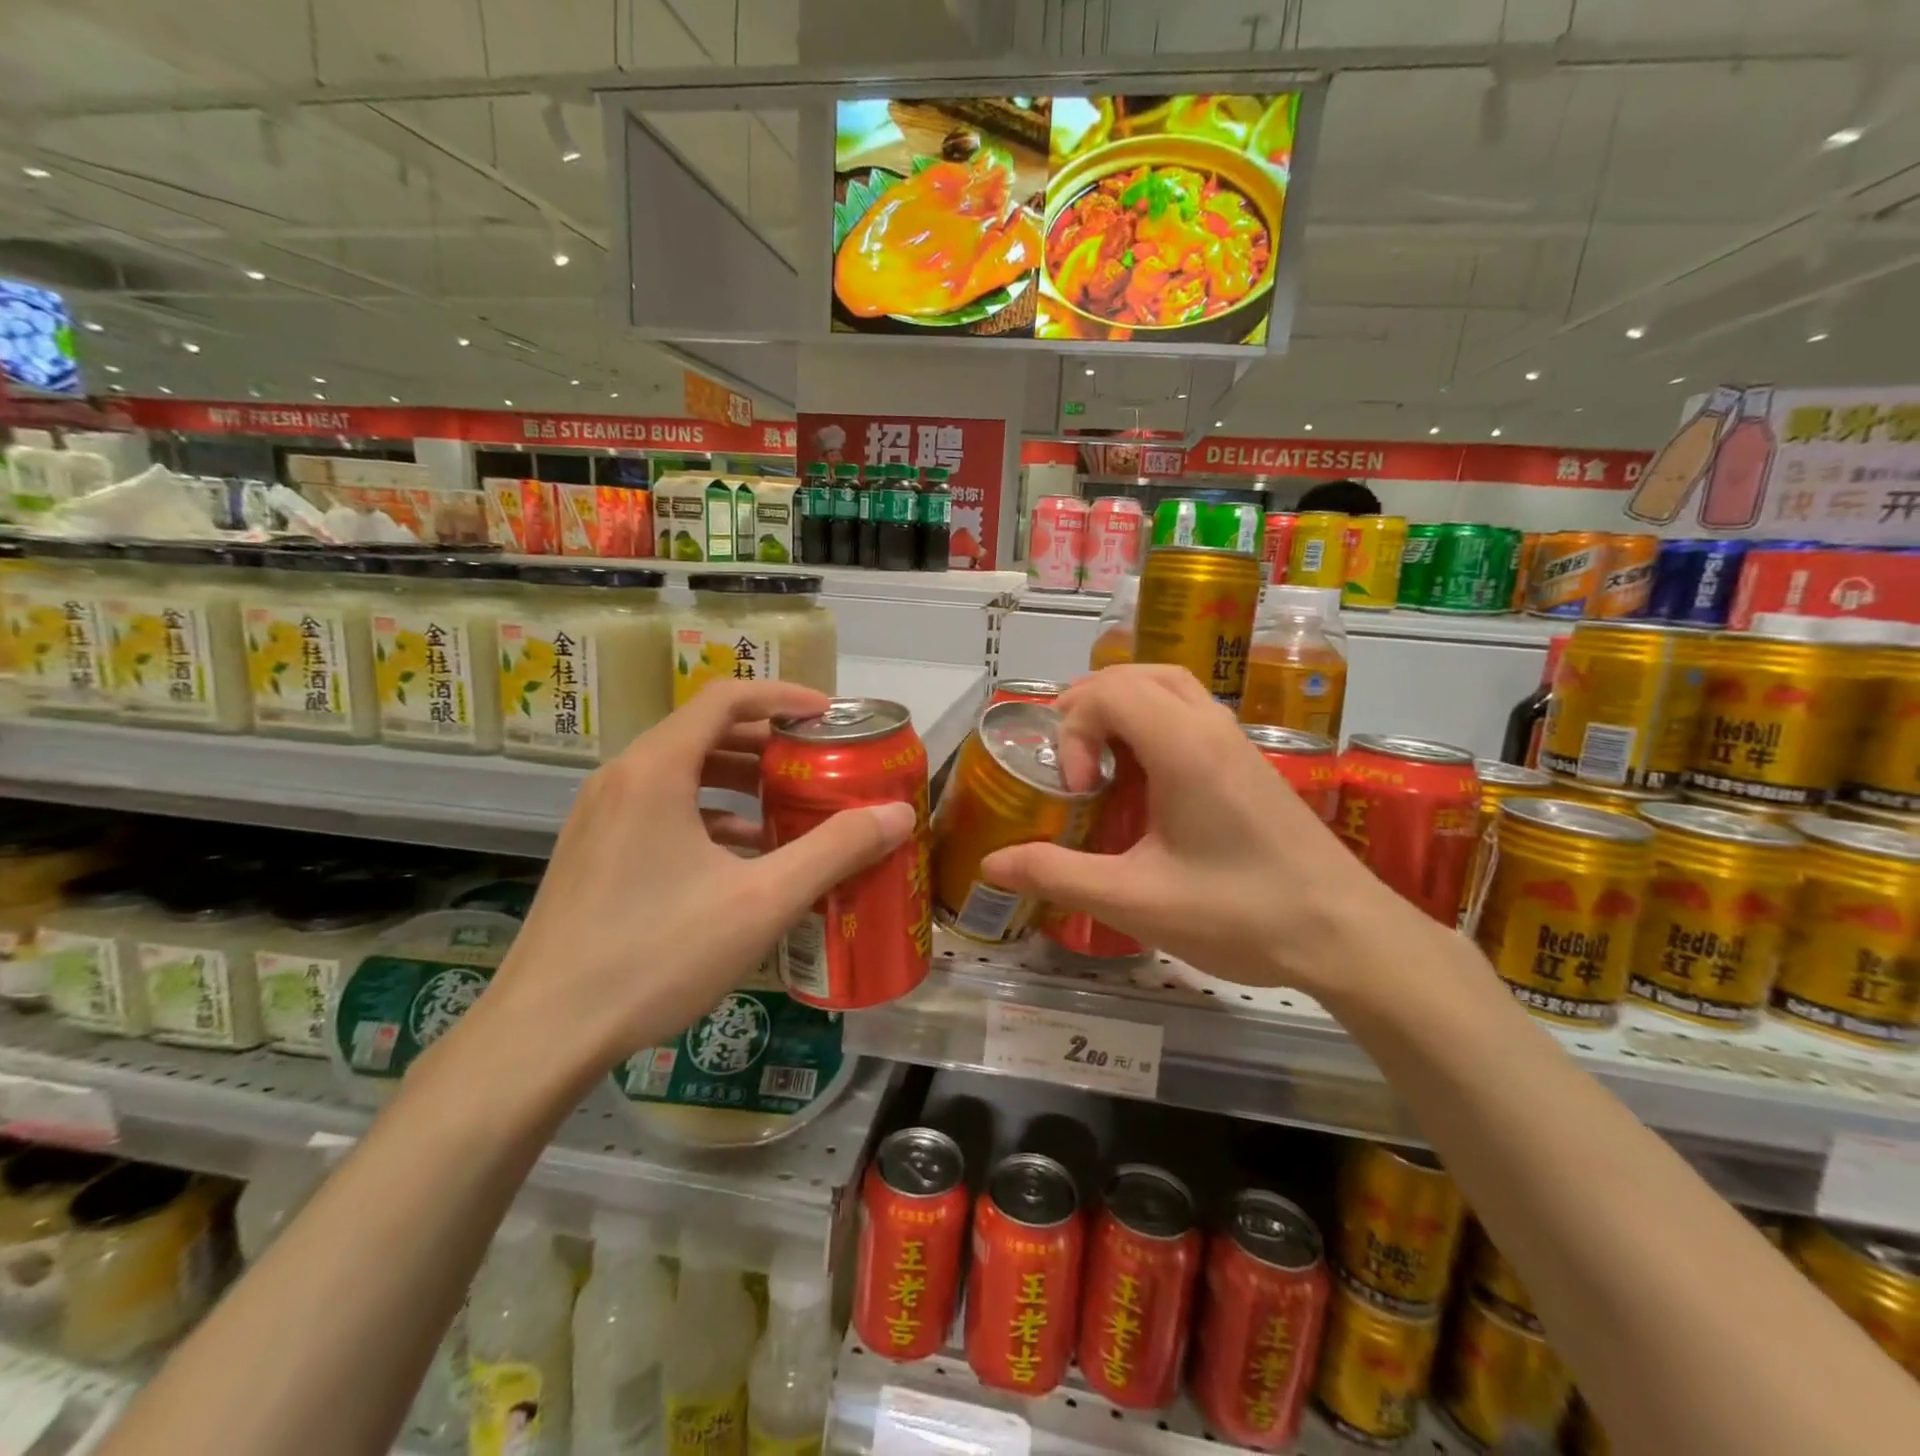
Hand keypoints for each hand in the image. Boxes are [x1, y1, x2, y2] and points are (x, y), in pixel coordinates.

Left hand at [480, 681, 917, 1074]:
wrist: (543, 1034)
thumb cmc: (656, 954)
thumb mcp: (761, 901)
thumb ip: (834, 850)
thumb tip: (898, 814)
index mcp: (656, 769)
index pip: (726, 698)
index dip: (783, 697)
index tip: (828, 717)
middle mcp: (622, 778)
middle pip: (705, 732)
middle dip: (768, 742)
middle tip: (818, 764)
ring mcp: (600, 816)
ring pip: (682, 773)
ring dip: (740, 780)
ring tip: (789, 807)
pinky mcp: (594, 852)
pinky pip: (662, 809)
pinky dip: (709, 815)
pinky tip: (742, 856)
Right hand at [978, 665, 1405, 999]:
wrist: (1346, 934)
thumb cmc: (1239, 913)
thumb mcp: (1134, 900)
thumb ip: (1057, 874)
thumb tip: (991, 862)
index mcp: (1182, 746)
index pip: (1108, 690)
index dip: (1073, 730)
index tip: (1076, 790)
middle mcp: (1210, 726)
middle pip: (1135, 675)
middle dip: (1088, 707)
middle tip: (1069, 763)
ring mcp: (1236, 741)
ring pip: (1167, 686)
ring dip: (1121, 709)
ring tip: (1099, 762)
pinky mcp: (1250, 762)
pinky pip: (1188, 713)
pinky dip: (1150, 723)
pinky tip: (1144, 782)